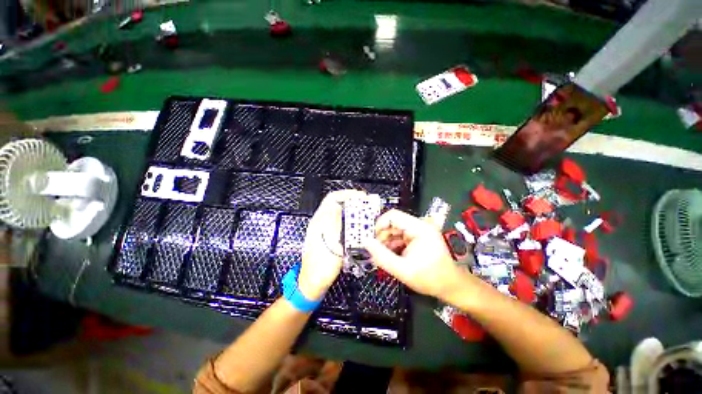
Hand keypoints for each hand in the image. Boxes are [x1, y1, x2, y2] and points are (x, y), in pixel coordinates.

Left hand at [298, 189, 366, 300]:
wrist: (312, 283)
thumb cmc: (321, 266)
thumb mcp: (330, 244)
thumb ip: (334, 223)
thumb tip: (338, 205)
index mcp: (319, 222)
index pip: (332, 198)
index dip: (346, 194)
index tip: (360, 196)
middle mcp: (320, 222)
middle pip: (336, 203)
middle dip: (351, 201)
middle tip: (366, 204)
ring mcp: (324, 229)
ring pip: (338, 213)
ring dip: (351, 209)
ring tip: (364, 213)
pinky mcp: (328, 236)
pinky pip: (339, 222)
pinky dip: (349, 219)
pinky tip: (357, 225)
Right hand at [363, 209, 470, 299]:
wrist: (451, 286)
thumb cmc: (430, 278)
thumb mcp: (403, 270)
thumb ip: (382, 256)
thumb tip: (365, 242)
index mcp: (419, 228)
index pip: (393, 216)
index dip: (379, 225)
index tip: (371, 239)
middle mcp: (419, 226)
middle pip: (393, 223)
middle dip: (382, 236)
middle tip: (375, 251)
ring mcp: (418, 232)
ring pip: (394, 231)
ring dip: (386, 242)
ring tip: (382, 257)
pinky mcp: (417, 238)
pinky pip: (399, 237)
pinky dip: (392, 246)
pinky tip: (390, 257)